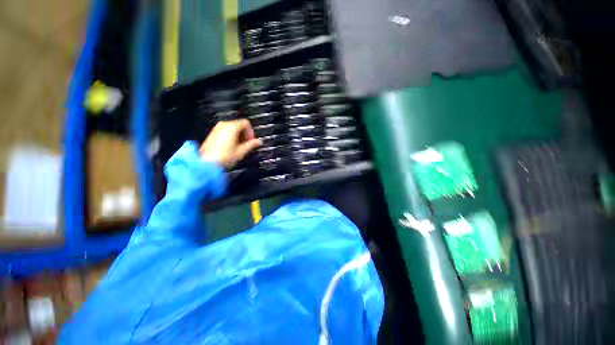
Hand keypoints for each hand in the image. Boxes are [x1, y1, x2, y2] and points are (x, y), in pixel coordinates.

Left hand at [199, 120, 260, 168]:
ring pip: (232, 129)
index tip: (252, 141)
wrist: (207, 163)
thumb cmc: (224, 157)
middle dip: (245, 135)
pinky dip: (231, 137)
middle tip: (246, 145)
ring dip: (238, 136)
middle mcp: (223, 125)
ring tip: (239, 148)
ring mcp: (217, 129)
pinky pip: (225, 132)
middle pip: (239, 125)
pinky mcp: (213, 134)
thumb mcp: (242, 151)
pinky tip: (231, 148)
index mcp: (232, 127)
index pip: (246, 123)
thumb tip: (259, 142)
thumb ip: (252, 144)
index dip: (251, 132)